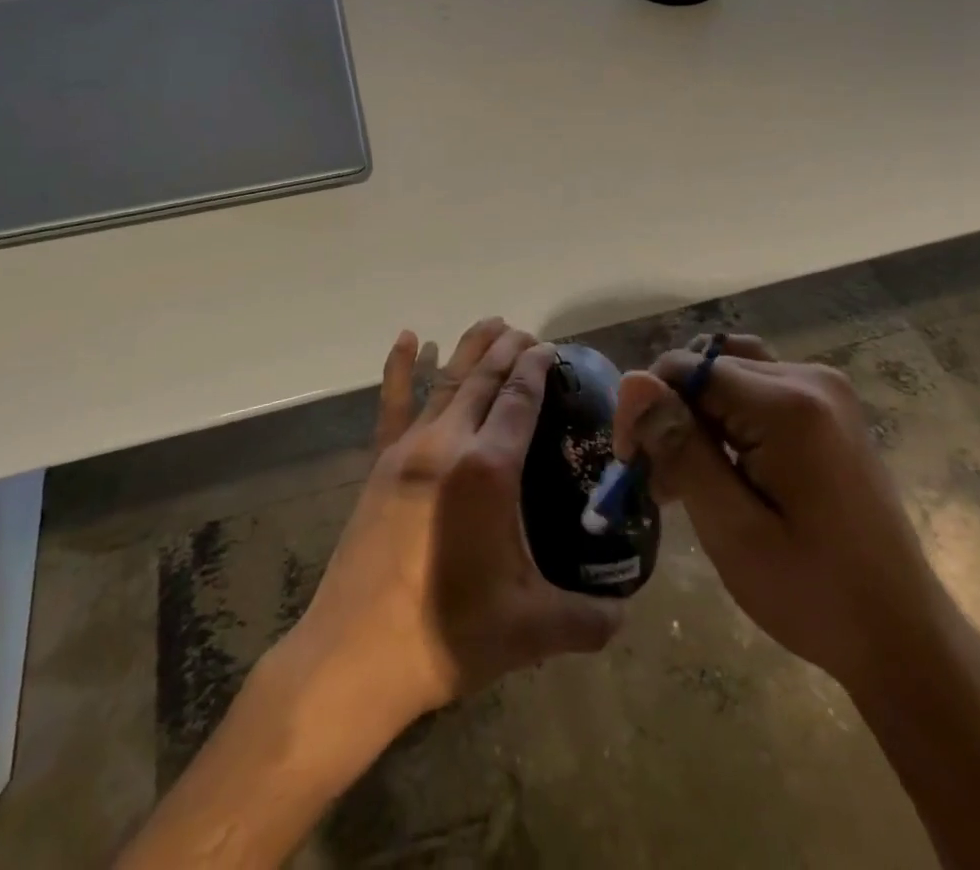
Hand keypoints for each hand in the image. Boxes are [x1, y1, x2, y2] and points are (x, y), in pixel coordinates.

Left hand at [283, 319, 623, 734]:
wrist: (354, 655)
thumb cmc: (447, 635)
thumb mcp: (530, 631)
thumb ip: (586, 620)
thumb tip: (625, 615)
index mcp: (489, 469)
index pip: (520, 399)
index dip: (537, 368)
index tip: (550, 348)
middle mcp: (450, 442)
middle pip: (485, 379)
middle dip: (509, 350)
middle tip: (528, 333)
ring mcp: (409, 448)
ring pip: (447, 381)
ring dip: (471, 349)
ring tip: (491, 324)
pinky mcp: (381, 463)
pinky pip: (393, 403)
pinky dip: (401, 367)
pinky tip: (409, 338)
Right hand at [614, 334, 947, 696]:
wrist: (904, 638)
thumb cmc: (814, 595)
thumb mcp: (732, 529)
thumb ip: (681, 447)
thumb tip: (632, 381)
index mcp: (788, 404)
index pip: (685, 368)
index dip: (649, 409)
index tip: (633, 465)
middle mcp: (809, 377)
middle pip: (707, 368)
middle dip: (672, 416)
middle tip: (662, 486)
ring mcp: (825, 390)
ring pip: (729, 373)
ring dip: (698, 416)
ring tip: (689, 478)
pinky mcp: (829, 410)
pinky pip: (758, 390)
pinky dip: (729, 419)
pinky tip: (724, 469)